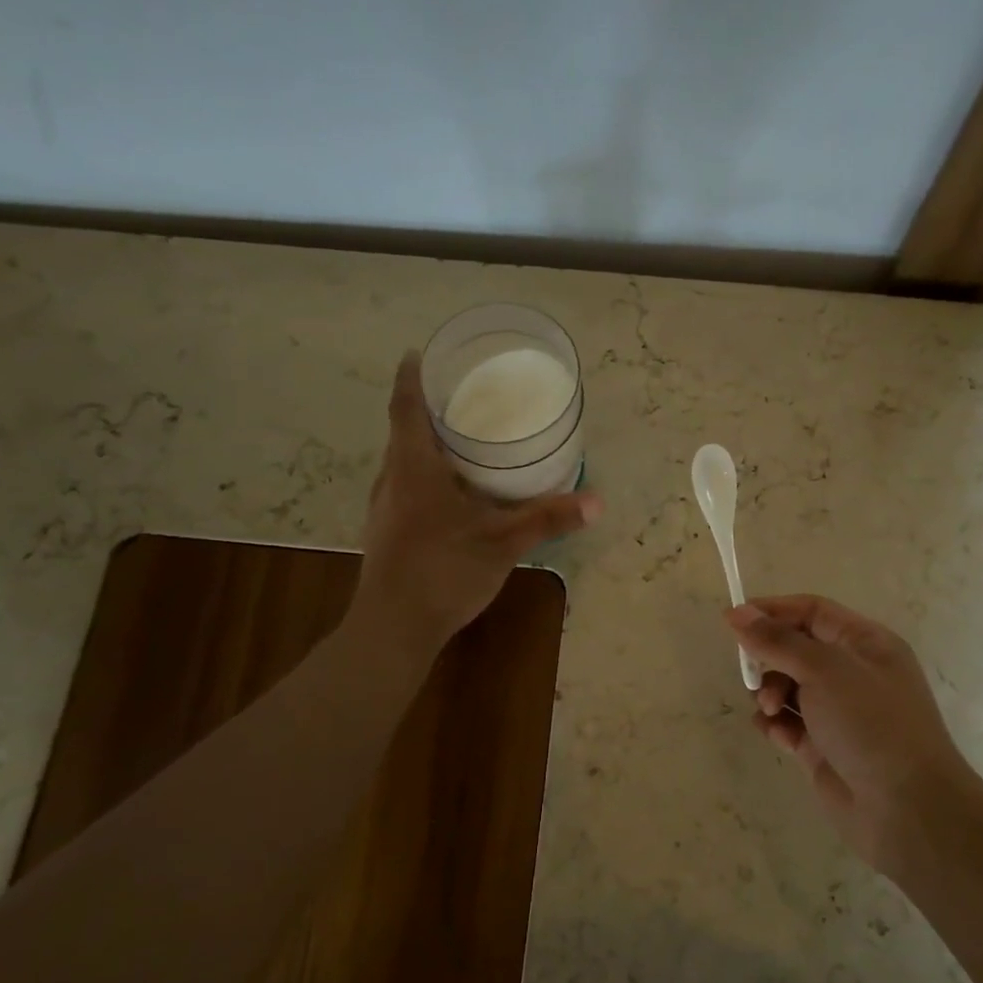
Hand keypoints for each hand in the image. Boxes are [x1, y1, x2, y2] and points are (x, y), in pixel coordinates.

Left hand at [357, 353, 601, 651]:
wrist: (394, 628)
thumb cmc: (443, 572)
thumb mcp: (503, 542)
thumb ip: (548, 518)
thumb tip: (597, 502)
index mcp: (414, 468)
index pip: (406, 407)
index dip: (411, 377)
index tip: (418, 353)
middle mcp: (392, 479)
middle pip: (403, 432)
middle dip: (427, 410)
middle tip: (462, 396)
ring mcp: (385, 508)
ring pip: (403, 462)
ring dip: (426, 445)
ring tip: (461, 438)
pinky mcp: (387, 531)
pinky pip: (405, 487)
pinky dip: (426, 474)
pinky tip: (453, 492)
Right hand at [727, 595, 982, 877]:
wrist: (907, 809)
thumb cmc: (871, 724)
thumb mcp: (824, 670)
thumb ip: (777, 641)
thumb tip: (738, 614)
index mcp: (865, 644)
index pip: (812, 611)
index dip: (773, 610)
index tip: (732, 621)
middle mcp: (853, 673)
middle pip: (795, 649)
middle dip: (769, 659)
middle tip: (753, 677)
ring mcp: (839, 712)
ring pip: (788, 687)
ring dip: (769, 694)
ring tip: (770, 711)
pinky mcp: (824, 747)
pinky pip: (789, 723)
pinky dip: (777, 725)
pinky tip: (777, 736)